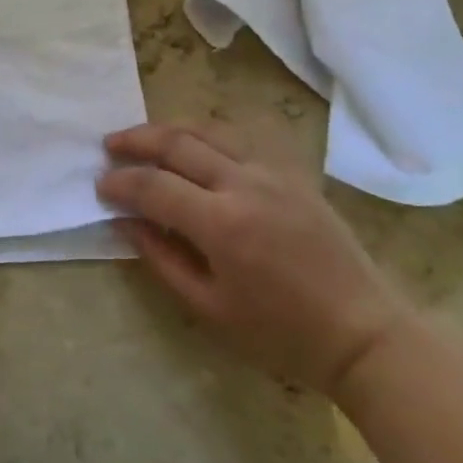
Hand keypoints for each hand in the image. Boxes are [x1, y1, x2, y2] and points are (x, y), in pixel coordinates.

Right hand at [99, 123, 409, 394]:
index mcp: (222, 224)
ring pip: (208, 130)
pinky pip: (239, 138)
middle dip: (136, 140)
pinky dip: (206, 134)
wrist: (362, 332)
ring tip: (144, 137)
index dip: (121, 182)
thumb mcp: (209, 309)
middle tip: (110, 145)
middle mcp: (244, 184)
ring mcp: (272, 172)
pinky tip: (194, 144)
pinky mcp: (291, 172)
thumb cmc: (281, 333)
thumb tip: (126, 222)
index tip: (100, 185)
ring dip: (169, 129)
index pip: (154, 187)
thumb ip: (161, 259)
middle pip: (177, 143)